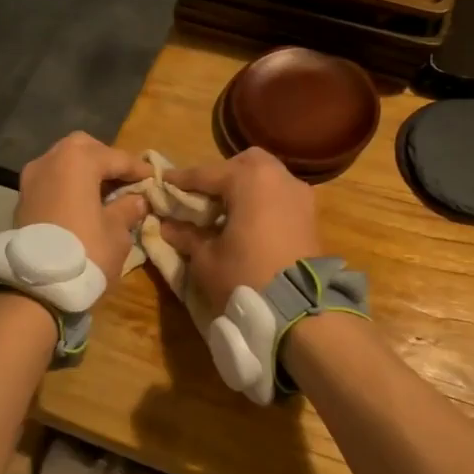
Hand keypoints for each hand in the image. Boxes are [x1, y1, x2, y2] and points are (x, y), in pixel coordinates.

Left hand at [15, 131, 149, 279]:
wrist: (35, 287)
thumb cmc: (85, 252)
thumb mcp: (117, 233)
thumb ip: (127, 209)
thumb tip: (136, 200)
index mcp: (78, 161)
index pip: (116, 157)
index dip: (138, 169)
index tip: (154, 179)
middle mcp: (50, 160)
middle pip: (83, 149)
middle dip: (106, 160)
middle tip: (125, 179)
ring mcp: (31, 179)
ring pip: (63, 163)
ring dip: (84, 172)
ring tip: (105, 193)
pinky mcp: (22, 199)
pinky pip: (51, 181)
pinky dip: (68, 185)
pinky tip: (83, 203)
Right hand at [159, 149, 323, 308]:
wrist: (299, 309)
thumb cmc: (245, 276)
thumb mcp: (206, 258)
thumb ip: (186, 235)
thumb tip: (167, 225)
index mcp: (249, 179)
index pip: (206, 174)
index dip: (181, 180)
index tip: (163, 182)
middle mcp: (278, 177)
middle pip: (244, 163)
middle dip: (221, 175)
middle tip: (202, 197)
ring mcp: (300, 194)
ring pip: (267, 177)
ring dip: (245, 188)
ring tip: (225, 212)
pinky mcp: (311, 215)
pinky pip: (280, 196)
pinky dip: (263, 201)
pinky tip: (248, 223)